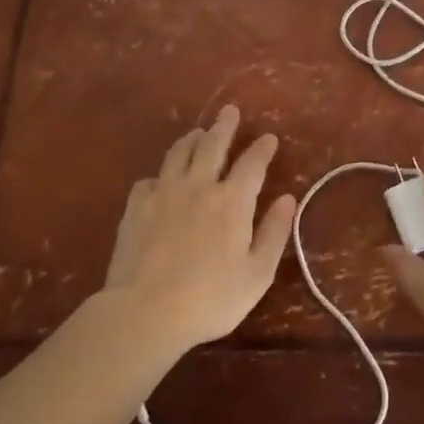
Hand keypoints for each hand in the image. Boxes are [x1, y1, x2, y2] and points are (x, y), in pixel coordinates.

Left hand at [100, 105, 297, 351]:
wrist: (145, 312)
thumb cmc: (210, 298)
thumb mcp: (257, 273)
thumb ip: (274, 233)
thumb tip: (287, 199)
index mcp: (233, 201)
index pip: (252, 163)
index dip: (262, 148)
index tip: (269, 138)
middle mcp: (199, 186)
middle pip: (213, 145)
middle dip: (224, 126)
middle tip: (230, 111)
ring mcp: (164, 193)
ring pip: (179, 154)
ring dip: (192, 139)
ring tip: (197, 133)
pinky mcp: (136, 208)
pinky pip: (149, 179)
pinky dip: (160, 175)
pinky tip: (160, 180)